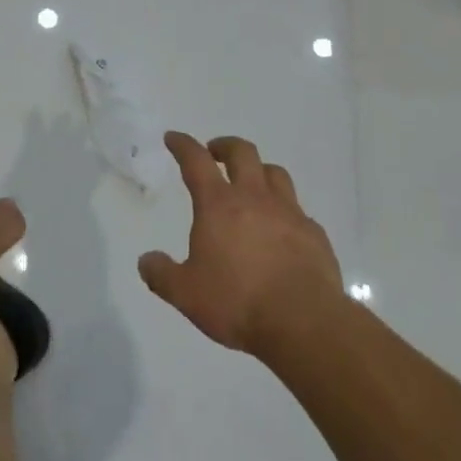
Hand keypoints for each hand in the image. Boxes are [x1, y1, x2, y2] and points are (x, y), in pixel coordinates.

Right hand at [138, 132, 344, 357]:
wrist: (304, 323)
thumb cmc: (238, 302)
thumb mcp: (186, 294)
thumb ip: (162, 275)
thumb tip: (146, 261)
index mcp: (219, 205)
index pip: (196, 161)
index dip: (183, 145)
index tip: (173, 138)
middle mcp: (255, 198)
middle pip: (242, 153)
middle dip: (225, 146)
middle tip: (214, 152)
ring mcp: (289, 213)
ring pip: (275, 173)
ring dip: (259, 170)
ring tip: (251, 182)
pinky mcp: (314, 234)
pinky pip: (298, 210)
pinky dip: (285, 210)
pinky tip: (282, 229)